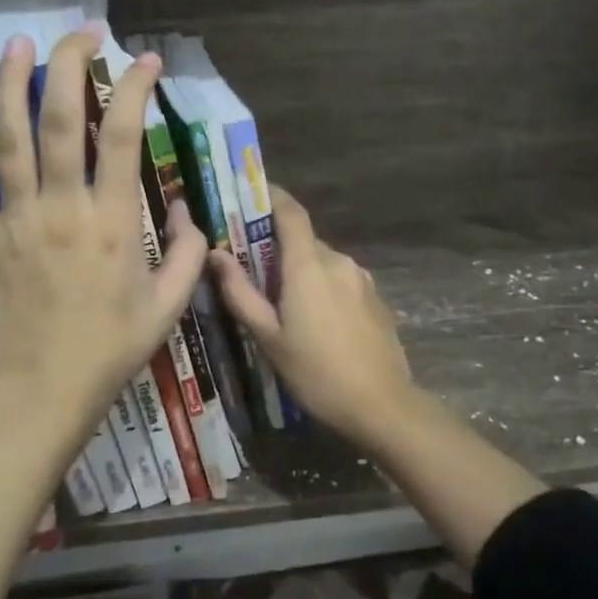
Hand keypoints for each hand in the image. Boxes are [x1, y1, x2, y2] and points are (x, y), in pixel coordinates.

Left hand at [0, 29, 206, 441]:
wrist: (41, 394)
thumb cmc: (111, 350)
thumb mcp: (169, 306)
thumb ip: (188, 254)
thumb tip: (188, 212)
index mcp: (112, 222)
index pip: (123, 136)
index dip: (135, 89)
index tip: (146, 60)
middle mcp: (61, 208)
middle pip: (59, 121)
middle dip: (70, 67)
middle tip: (83, 33)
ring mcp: (15, 221)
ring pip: (8, 141)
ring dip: (11, 87)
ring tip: (17, 45)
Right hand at [210, 188, 415, 443]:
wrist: (382, 405)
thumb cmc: (316, 372)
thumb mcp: (269, 337)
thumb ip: (240, 293)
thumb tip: (215, 255)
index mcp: (309, 265)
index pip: (291, 212)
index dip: (272, 196)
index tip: (250, 193)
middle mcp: (338, 261)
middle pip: (304, 241)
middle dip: (278, 249)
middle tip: (253, 271)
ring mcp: (362, 279)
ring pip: (322, 262)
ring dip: (301, 272)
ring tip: (283, 305)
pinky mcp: (375, 298)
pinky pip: (340, 280)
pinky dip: (322, 287)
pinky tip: (316, 321)